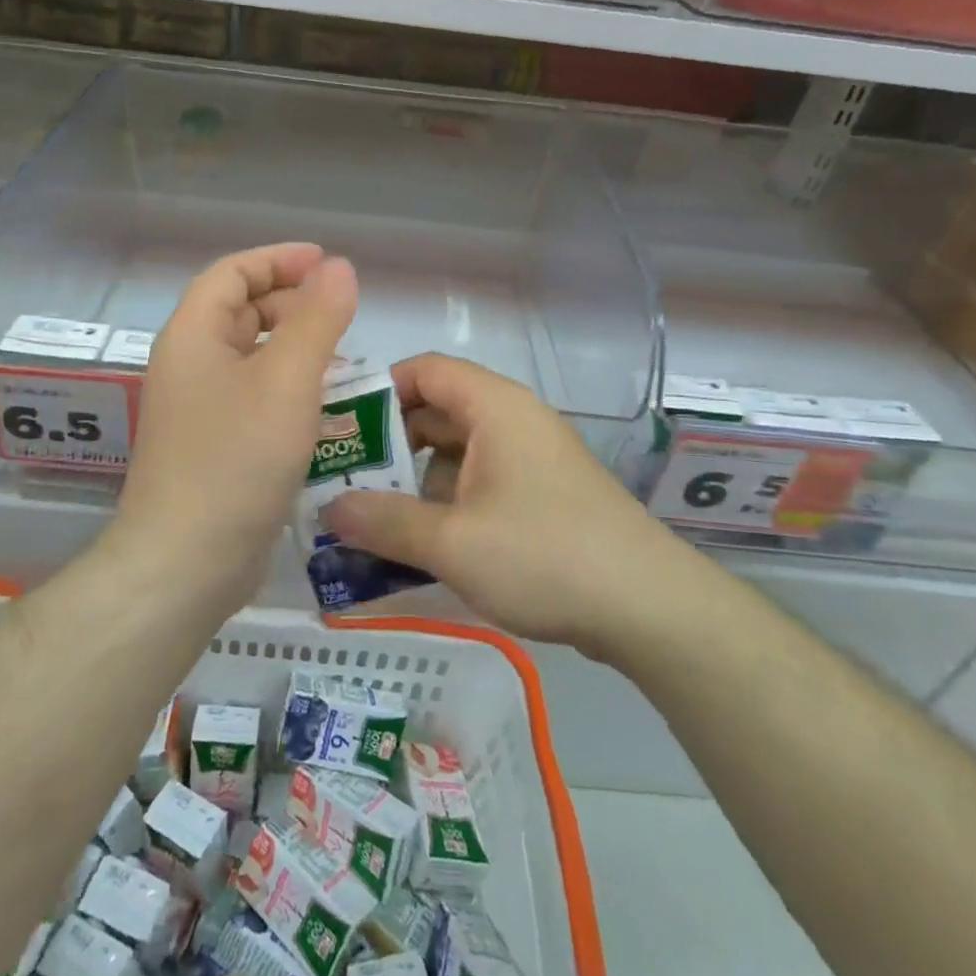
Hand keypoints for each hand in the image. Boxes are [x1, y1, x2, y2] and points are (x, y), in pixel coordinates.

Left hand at [117, 243, 357, 602]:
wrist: (186, 563)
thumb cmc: (236, 460)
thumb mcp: (287, 381)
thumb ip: (317, 319)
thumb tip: (340, 268)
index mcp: (193, 336)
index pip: (232, 273)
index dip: (278, 260)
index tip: (326, 262)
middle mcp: (189, 365)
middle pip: (240, 312)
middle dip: (290, 302)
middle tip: (341, 312)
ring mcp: (198, 409)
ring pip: (250, 357)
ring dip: (293, 346)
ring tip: (343, 355)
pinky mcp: (213, 446)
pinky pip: (253, 396)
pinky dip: (287, 387)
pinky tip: (323, 406)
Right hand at [324, 353, 664, 656]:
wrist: (648, 606)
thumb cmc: (544, 555)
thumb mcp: (451, 542)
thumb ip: (383, 521)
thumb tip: (327, 509)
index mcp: (494, 407)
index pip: (424, 369)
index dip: (377, 389)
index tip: (338, 427)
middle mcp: (512, 420)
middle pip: (436, 410)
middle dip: (388, 443)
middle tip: (340, 478)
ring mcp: (530, 458)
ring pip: (455, 451)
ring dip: (413, 479)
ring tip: (367, 515)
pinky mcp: (542, 494)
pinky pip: (479, 481)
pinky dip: (445, 501)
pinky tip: (418, 542)